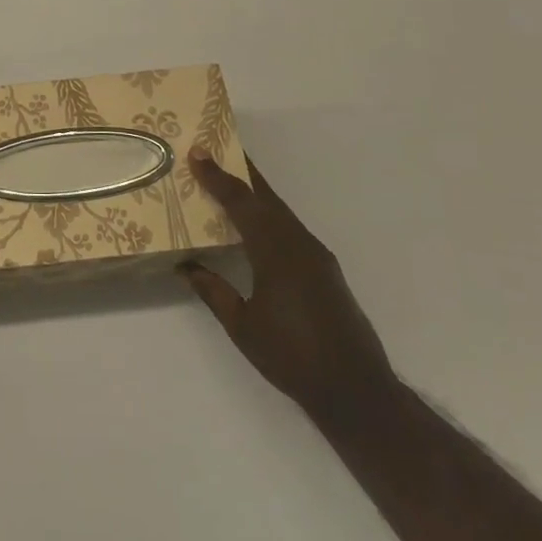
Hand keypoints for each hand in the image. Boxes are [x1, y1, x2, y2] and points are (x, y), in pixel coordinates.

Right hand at [182, 150, 395, 419]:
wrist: (356, 390)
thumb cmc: (292, 357)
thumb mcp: (242, 327)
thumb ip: (213, 291)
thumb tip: (185, 266)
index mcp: (275, 252)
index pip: (241, 203)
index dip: (217, 177)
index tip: (197, 153)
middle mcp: (298, 243)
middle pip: (266, 197)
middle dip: (241, 173)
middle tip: (217, 151)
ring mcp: (316, 255)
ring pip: (281, 211)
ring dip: (256, 193)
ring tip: (233, 181)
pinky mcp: (325, 269)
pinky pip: (291, 228)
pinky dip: (271, 214)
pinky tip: (259, 224)